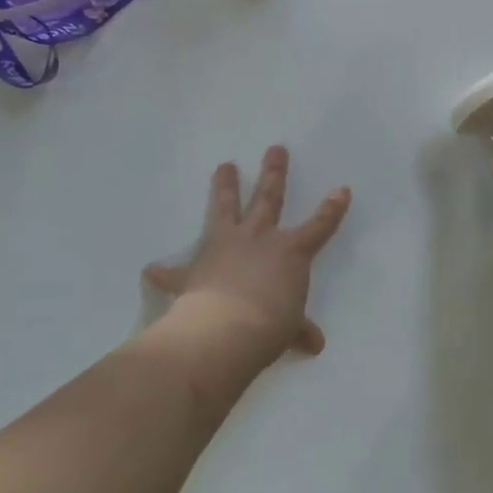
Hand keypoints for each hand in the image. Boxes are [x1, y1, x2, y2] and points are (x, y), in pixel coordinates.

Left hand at [143, 146, 350, 366]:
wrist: (224, 331)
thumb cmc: (269, 325)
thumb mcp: (289, 329)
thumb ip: (299, 330)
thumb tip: (315, 344)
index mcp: (290, 252)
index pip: (319, 226)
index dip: (332, 209)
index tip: (342, 189)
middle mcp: (258, 239)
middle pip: (268, 198)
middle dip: (273, 173)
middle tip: (275, 149)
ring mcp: (224, 248)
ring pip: (226, 209)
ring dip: (224, 188)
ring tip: (224, 165)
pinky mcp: (194, 269)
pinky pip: (176, 270)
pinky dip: (164, 272)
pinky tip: (151, 269)